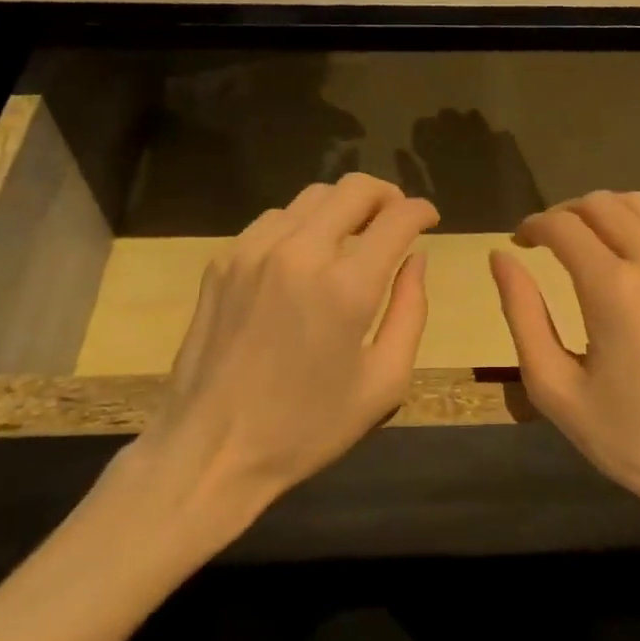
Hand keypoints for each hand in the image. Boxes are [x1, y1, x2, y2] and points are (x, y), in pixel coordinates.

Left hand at [94, 174, 437, 554]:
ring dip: (343, 207)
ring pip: (312, 196)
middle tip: (396, 218)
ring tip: (352, 237)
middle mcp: (300, 253)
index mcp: (346, 287)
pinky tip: (305, 256)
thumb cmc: (307, 427)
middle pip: (354, 188)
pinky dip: (301, 224)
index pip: (397, 218)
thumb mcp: (384, 382)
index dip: (422, 210)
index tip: (429, 218)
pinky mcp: (223, 261)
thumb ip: (410, 311)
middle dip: (386, 195)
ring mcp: (254, 251)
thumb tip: (416, 259)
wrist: (210, 451)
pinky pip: (273, 220)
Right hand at [490, 191, 639, 554]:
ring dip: (604, 213)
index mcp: (613, 289)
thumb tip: (501, 258)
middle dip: (565, 213)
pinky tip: (632, 260)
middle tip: (546, 242)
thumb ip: (523, 314)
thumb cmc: (630, 437)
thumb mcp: (555, 388)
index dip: (533, 226)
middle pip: (601, 203)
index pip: (563, 226)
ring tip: (585, 243)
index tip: (519, 243)